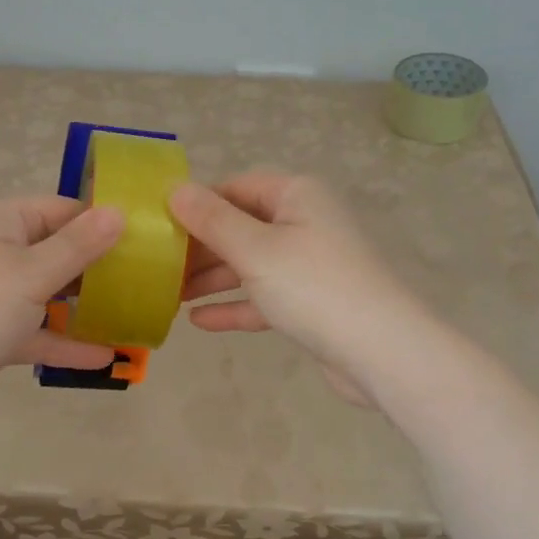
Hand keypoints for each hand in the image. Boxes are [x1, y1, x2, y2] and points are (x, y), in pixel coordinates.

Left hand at [0, 196, 125, 428]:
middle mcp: (1, 253)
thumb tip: (118, 212)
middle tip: (151, 279)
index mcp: (5, 223)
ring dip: (87, 308)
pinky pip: (39, 334)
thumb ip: (78, 246)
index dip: (102, 220)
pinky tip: (106, 357)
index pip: (63, 210)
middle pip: (60, 253)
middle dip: (100, 268)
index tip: (147, 235)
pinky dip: (67, 344)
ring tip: (136, 316)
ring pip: (52, 296)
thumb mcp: (32, 271)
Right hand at [169, 172, 425, 402]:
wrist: (380, 351)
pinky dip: (235, 306)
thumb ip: (212, 220)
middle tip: (158, 266)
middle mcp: (305, 222)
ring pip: (250, 264)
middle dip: (200, 247)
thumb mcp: (255, 249)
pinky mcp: (311, 303)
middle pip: (242, 227)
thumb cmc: (313, 286)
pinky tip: (199, 322)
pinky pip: (264, 297)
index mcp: (297, 196)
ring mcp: (309, 264)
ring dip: (212, 279)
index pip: (237, 187)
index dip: (198, 203)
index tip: (160, 225)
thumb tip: (175, 189)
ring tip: (170, 295)